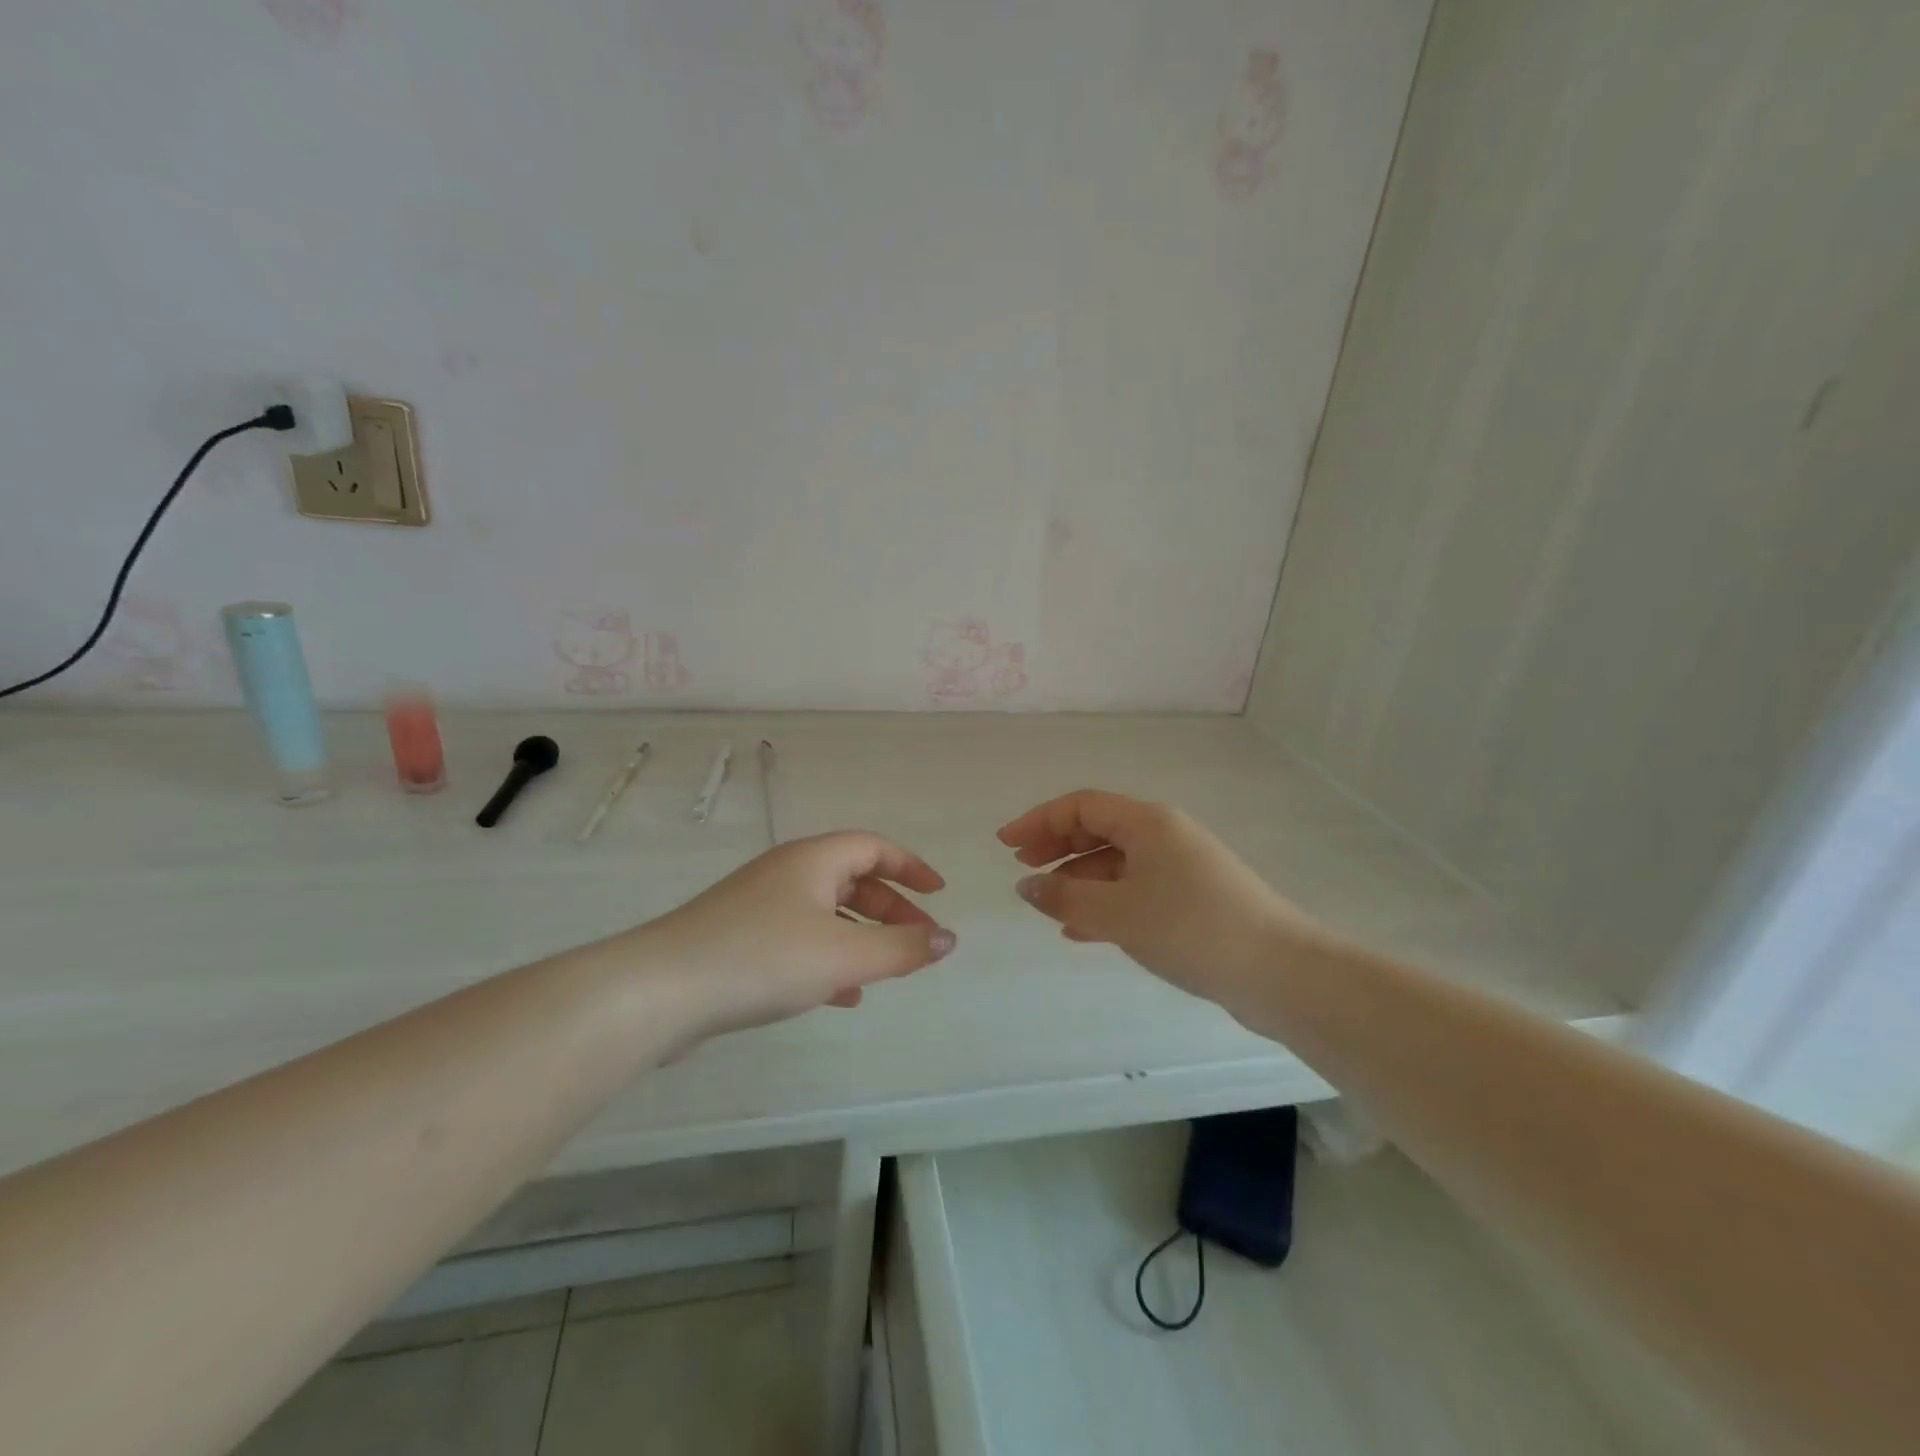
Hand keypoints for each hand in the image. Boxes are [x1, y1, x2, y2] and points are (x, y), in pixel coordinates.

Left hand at [633, 832, 955, 1040]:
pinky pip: (798, 940)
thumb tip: (948, 939)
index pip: (874, 847)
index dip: (911, 867)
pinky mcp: (738, 940)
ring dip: (861, 937)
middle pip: (852, 879)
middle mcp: (786, 873)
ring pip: (825, 913)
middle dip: (890, 910)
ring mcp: (758, 906)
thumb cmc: (764, 958)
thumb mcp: (845, 955)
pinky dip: (829, 959)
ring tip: (886, 971)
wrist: (662, 990)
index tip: (938, 894)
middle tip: (917, 942)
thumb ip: (903, 948)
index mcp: (813, 859)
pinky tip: (841, 995)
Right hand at [998, 790, 1304, 1013]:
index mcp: (1148, 823)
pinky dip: (1105, 902)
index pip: (1082, 806)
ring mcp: (1181, 868)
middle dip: (1056, 846)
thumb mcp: (1119, 912)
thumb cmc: (1192, 928)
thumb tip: (1027, 886)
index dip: (1039, 820)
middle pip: (1098, 829)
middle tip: (1022, 869)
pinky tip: (1082, 929)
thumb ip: (1066, 897)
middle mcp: (1164, 836)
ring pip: (1116, 863)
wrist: (1279, 972)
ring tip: (1048, 906)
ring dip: (1079, 879)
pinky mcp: (1192, 900)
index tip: (1005, 845)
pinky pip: (1135, 890)